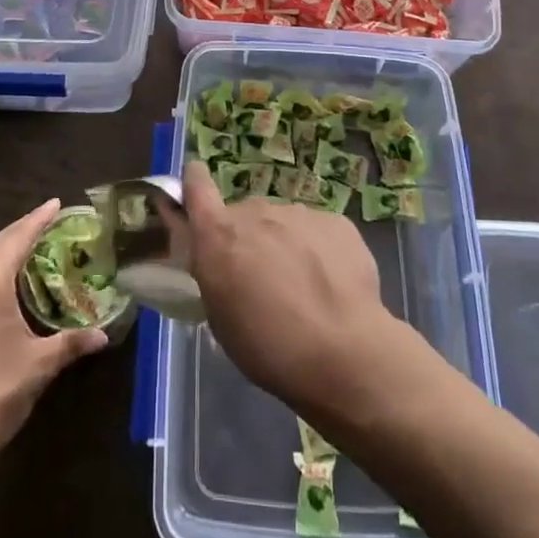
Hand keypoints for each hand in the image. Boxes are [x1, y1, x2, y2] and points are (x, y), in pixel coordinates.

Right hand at [179, 161, 400, 414]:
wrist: (343, 353)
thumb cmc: (268, 347)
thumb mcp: (220, 316)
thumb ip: (214, 271)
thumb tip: (221, 257)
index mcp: (219, 234)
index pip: (197, 184)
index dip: (195, 183)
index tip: (197, 190)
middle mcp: (256, 212)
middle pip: (246, 215)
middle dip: (249, 239)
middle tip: (262, 280)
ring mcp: (299, 213)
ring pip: (284, 224)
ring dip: (285, 245)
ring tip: (303, 290)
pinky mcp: (337, 222)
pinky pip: (318, 231)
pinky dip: (320, 251)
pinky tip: (331, 286)